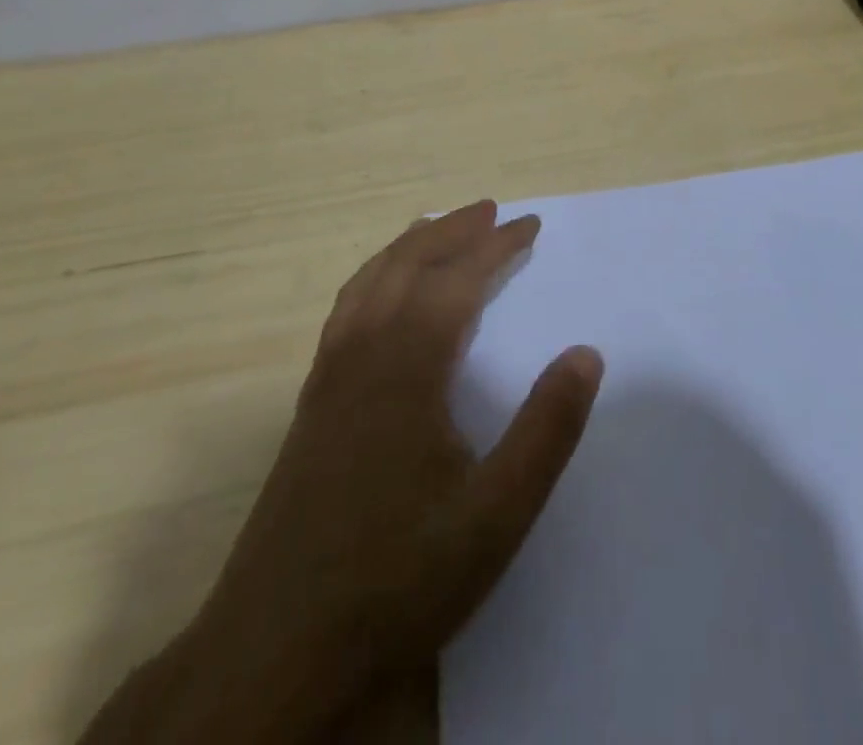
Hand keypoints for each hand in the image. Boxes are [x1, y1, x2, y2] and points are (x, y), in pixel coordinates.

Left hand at [79, 202, 602, 744]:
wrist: (276, 652)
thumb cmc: (397, 580)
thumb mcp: (496, 515)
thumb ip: (546, 430)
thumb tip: (587, 353)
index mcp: (407, 368)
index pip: (458, 281)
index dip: (497, 247)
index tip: (531, 224)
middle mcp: (363, 356)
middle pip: (408, 265)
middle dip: (452, 231)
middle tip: (490, 210)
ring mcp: (329, 379)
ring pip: (369, 283)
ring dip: (409, 246)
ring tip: (439, 228)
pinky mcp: (311, 406)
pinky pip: (346, 311)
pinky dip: (374, 278)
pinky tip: (384, 296)